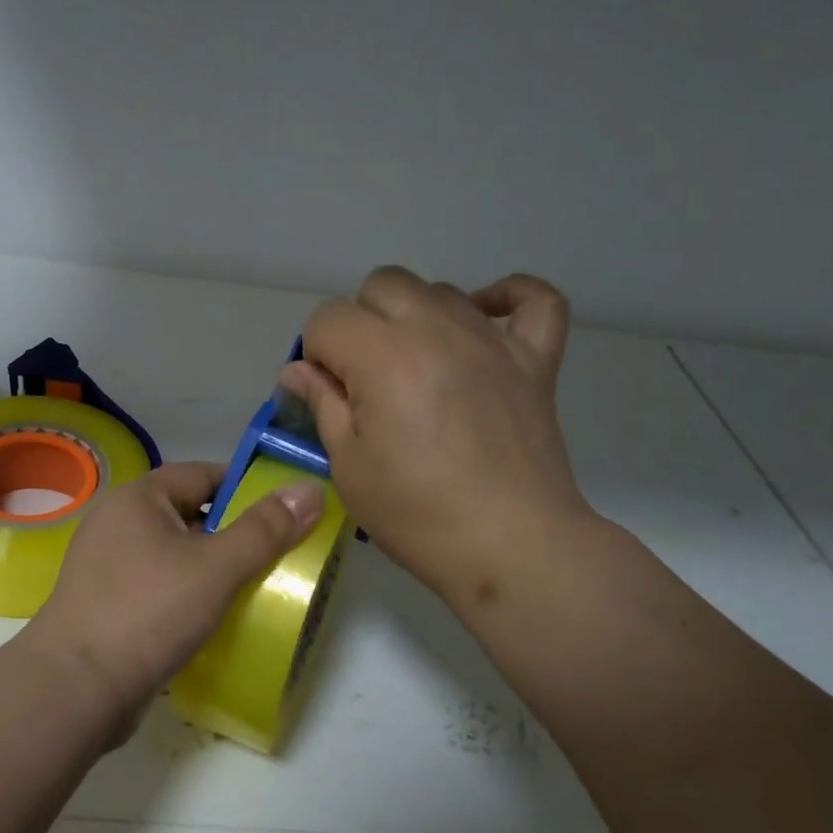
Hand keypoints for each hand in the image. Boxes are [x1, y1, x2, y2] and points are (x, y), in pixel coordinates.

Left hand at [21, 461, 323, 737]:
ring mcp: (109, 566)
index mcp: (138, 499)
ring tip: (258, 586)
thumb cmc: (149, 612)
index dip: (247, 487)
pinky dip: (189, 594)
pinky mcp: (108, 605)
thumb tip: (311, 488)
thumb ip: (266, 528)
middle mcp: (119, 523)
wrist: (77, 688)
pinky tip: (216, 617)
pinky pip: (161, 586)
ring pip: (177, 555)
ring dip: (214, 568)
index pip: (203, 474)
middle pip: (191, 515)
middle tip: (280, 553)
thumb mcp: (217, 567)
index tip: (286, 510)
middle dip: (235, 533)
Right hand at [278, 265, 600, 606]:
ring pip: (440, 291)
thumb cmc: (416, 514)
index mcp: (383, 355)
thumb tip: (297, 369)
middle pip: (381, 286)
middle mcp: (436, 329)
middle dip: (360, 324)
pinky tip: (485, 316)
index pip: (328, 318)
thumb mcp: (349, 466)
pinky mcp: (535, 359)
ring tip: (415, 369)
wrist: (510, 546)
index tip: (327, 395)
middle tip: (365, 380)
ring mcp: (492, 340)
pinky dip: (508, 297)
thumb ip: (322, 404)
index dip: (316, 354)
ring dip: (414, 317)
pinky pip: (533, 299)